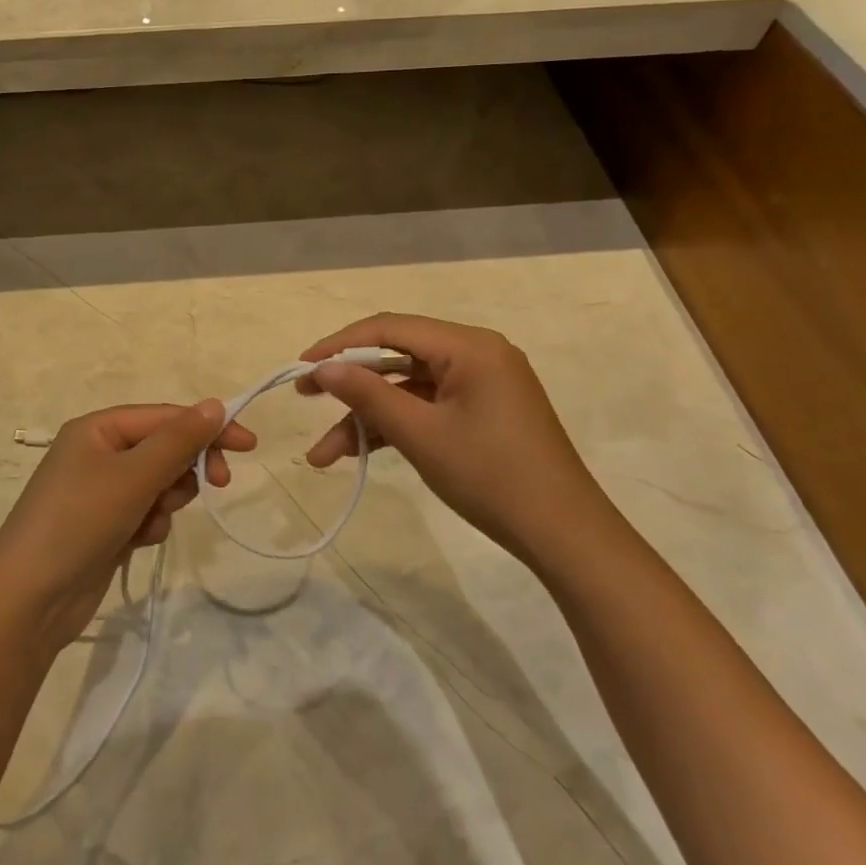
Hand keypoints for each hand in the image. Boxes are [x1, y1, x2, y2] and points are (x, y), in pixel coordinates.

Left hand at [0, 402, 256, 652]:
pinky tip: (138, 541)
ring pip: (158, 482)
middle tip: (219, 484)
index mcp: (98, 429)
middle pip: (163, 447)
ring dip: (167, 499)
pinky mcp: (105, 524)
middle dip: (186, 467)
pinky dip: (150, 523)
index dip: (208, 426)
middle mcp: (97, 452)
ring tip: (151, 520)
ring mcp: (99, 490)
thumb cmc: (79, 522)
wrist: (29, 601)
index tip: (249, 446)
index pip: (165, 416)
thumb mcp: (133, 476)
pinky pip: (145, 511)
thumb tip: (215, 405)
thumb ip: (178, 441)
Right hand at [296, 313, 621, 567]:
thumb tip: (323, 367)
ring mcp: (481, 385)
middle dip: (349, 382)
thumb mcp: (421, 434)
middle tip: (304, 397)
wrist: (564, 536)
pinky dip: (395, 427)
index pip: (390, 328)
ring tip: (325, 454)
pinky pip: (427, 407)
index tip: (300, 366)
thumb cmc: (491, 476)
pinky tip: (361, 453)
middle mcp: (476, 354)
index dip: (339, 344)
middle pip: (396, 356)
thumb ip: (368, 394)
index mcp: (469, 346)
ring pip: (407, 388)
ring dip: (367, 417)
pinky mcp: (482, 412)